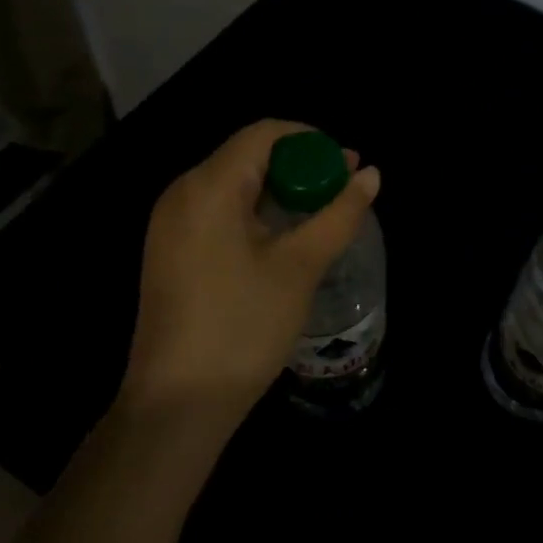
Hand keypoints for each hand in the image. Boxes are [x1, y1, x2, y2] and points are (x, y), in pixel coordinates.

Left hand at [123, 120, 380, 436]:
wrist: (175, 407)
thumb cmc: (242, 327)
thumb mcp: (300, 266)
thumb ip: (339, 214)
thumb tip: (371, 174)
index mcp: (207, 187)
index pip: (264, 134)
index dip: (311, 140)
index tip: (347, 165)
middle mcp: (182, 194)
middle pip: (248, 156)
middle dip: (300, 166)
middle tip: (343, 190)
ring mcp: (171, 224)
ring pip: (235, 184)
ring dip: (282, 191)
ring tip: (323, 213)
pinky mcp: (171, 251)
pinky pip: (220, 210)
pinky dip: (257, 212)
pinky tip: (286, 237)